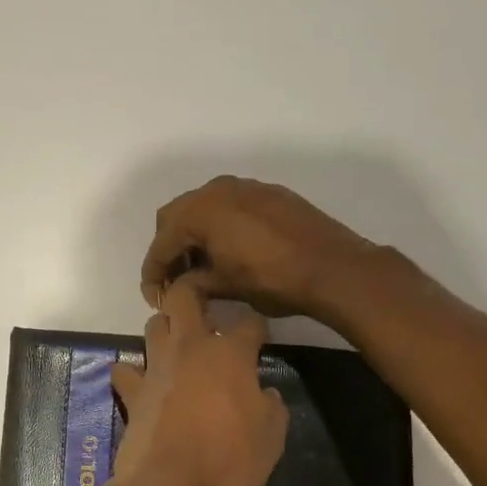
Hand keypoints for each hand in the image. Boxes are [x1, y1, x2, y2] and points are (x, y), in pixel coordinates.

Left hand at [108, 283, 288, 485]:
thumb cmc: (231, 460)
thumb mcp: (272, 436)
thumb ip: (270, 405)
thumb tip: (263, 393)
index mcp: (230, 353)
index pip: (249, 323)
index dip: (257, 327)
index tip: (260, 337)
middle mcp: (190, 347)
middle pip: (184, 297)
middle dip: (194, 292)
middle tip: (205, 308)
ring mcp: (156, 367)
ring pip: (154, 325)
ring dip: (165, 329)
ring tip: (177, 345)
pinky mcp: (132, 392)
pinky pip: (125, 370)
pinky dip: (132, 373)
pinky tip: (141, 383)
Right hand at [139, 176, 383, 322]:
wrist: (333, 267)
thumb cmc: (271, 280)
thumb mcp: (224, 287)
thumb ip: (192, 283)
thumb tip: (177, 287)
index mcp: (198, 212)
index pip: (161, 244)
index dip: (153, 274)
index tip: (153, 297)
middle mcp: (215, 190)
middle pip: (175, 218)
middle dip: (170, 249)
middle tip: (176, 280)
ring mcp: (244, 187)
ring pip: (203, 208)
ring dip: (194, 235)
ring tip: (203, 267)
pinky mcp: (267, 193)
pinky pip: (229, 206)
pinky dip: (219, 226)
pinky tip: (231, 251)